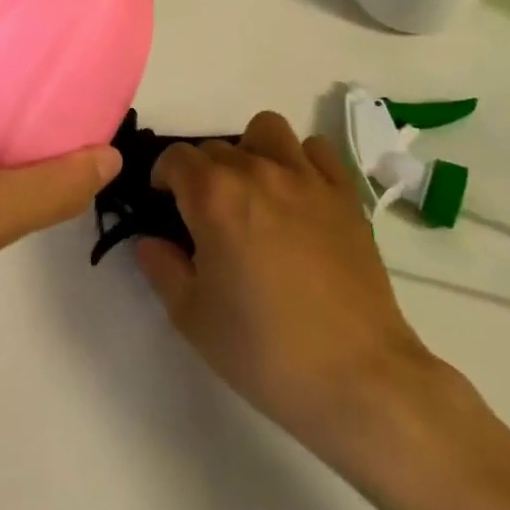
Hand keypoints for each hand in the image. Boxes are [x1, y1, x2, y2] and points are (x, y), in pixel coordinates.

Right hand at [136, 112, 449, 464]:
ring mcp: (306, 178)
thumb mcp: (192, 318)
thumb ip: (162, 268)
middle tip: (206, 216)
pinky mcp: (344, 194)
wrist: (358, 379)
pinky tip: (298, 196)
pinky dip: (300, 161)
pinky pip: (316, 150)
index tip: (165, 205)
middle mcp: (257, 171)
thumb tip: (151, 241)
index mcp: (214, 195)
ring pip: (266, 130)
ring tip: (253, 192)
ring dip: (250, 151)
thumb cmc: (265, 351)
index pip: (175, 158)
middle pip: (215, 147)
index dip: (163, 178)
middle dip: (201, 173)